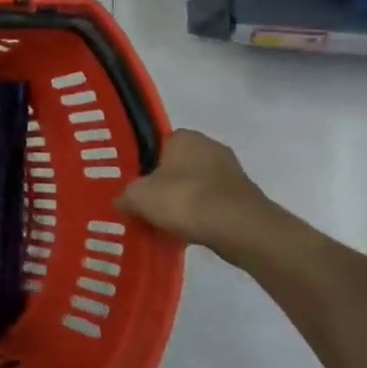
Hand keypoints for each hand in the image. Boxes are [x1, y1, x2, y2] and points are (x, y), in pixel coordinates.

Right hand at [116, 129, 277, 260]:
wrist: (239, 228)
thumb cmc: (184, 199)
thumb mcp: (139, 197)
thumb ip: (125, 196)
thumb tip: (121, 201)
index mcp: (184, 136)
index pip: (158, 145)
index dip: (145, 165)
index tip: (137, 186)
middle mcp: (210, 145)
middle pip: (178, 166)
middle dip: (165, 184)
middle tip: (149, 205)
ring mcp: (231, 171)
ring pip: (197, 185)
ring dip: (185, 201)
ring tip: (168, 222)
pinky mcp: (245, 196)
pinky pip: (214, 203)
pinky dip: (203, 215)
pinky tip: (191, 231)